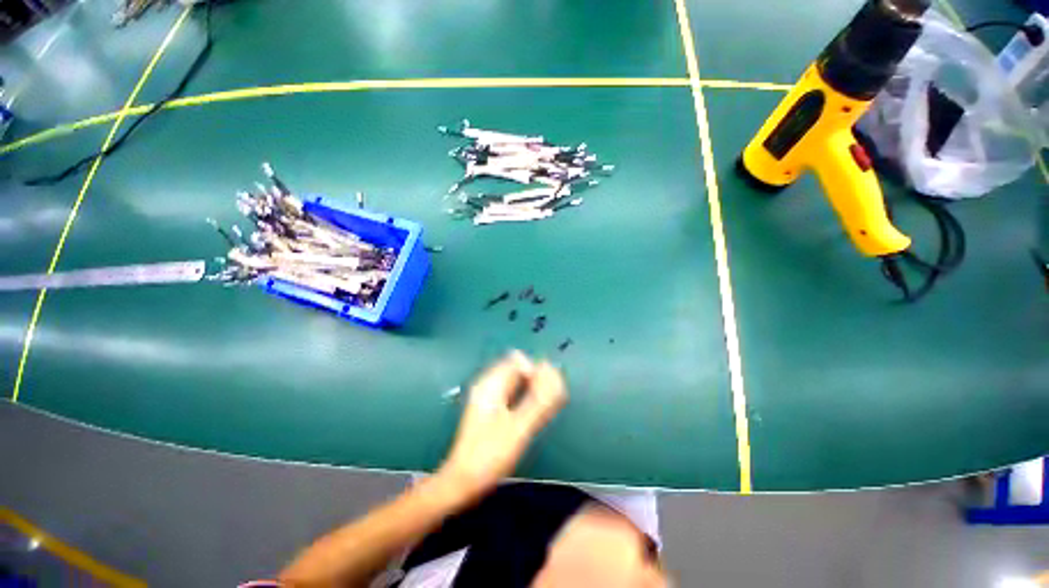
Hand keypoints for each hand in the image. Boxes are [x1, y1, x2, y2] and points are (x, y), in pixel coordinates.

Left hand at [438, 351, 566, 500]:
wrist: (462, 481)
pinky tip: (528, 417)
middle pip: (518, 369)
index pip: (518, 359)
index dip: (535, 370)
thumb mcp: (519, 427)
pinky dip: (524, 399)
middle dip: (535, 380)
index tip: (544, 392)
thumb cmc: (489, 454)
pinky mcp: (490, 408)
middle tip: (545, 404)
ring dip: (531, 391)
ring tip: (538, 413)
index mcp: (491, 383)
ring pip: (517, 382)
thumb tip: (554, 373)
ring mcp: (488, 396)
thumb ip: (539, 400)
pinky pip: (512, 393)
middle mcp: (488, 384)